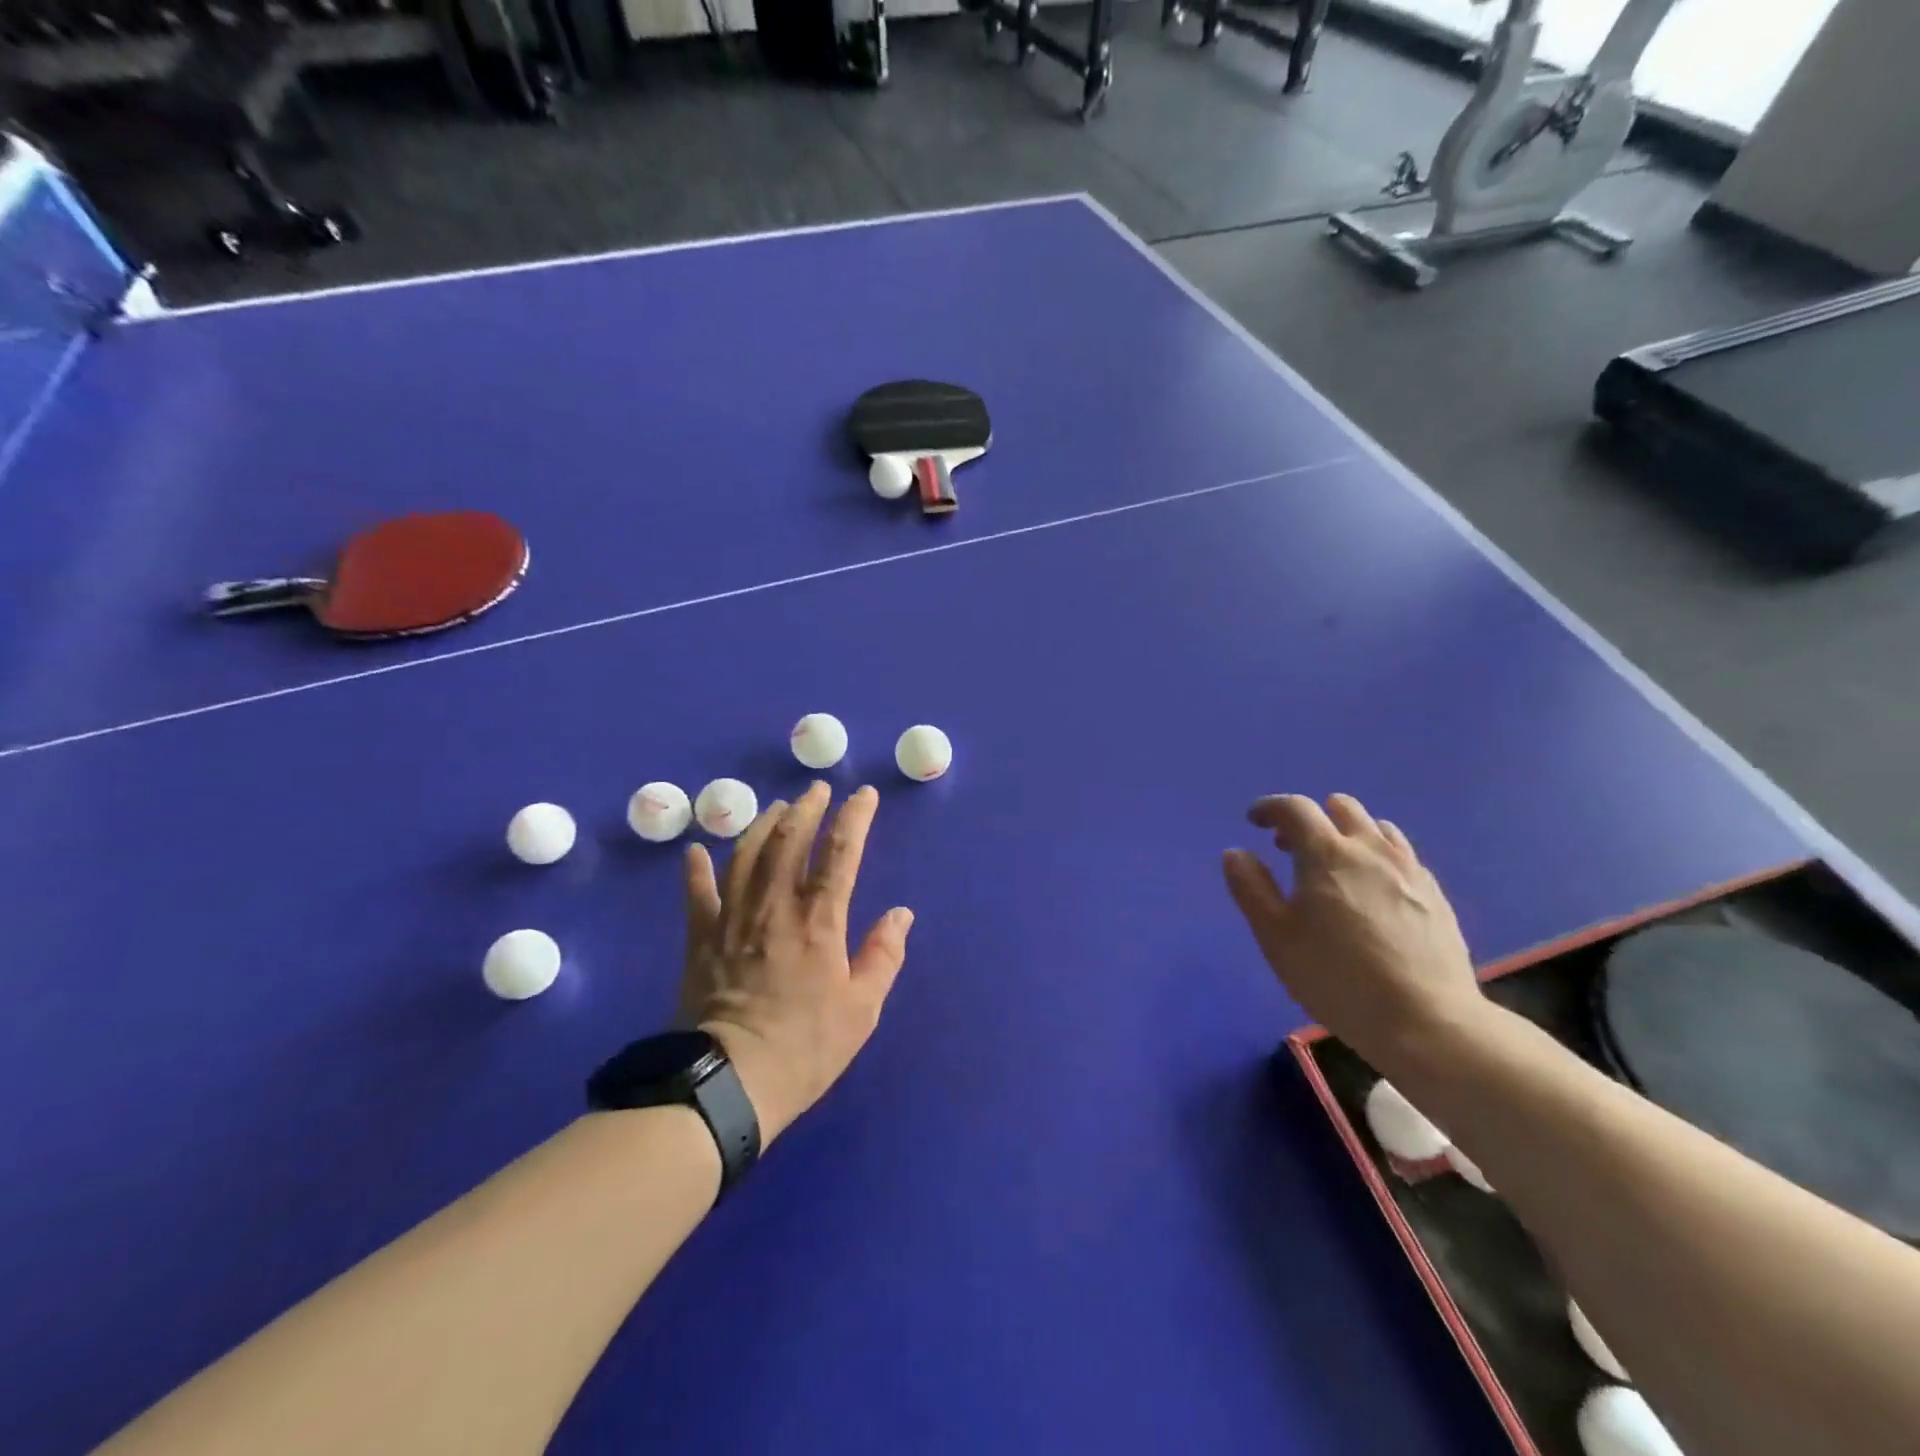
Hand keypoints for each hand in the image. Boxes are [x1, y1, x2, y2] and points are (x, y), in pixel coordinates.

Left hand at [679, 782, 913, 1145]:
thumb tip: (901, 913)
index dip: (854, 817)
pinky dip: (696, 869)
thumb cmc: (805, 1047)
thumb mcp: (861, 1009)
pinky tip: (696, 850)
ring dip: (764, 825)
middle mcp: (775, 906)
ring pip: (747, 855)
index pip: (840, 853)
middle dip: (807, 808)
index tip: (863, 795)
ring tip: (777, 807)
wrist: (729, 1082)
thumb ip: (883, 955)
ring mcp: (733, 918)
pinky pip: (697, 894)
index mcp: (819, 920)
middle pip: (790, 840)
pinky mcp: (702, 938)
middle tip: (817, 790)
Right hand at [1222, 793, 1484, 1067]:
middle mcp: (1371, 849)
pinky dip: (1378, 859)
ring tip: (1335, 867)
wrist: (1426, 1021)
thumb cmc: (1336, 977)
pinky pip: (1402, 857)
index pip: (1295, 808)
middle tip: (1290, 847)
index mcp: (1327, 854)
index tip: (1254, 820)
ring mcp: (1409, 870)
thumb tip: (1236, 853)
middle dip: (1311, 818)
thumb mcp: (1276, 936)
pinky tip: (1372, 893)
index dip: (1269, 807)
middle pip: (1341, 808)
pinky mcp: (1436, 895)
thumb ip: (1251, 888)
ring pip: (1377, 828)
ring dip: (1348, 834)